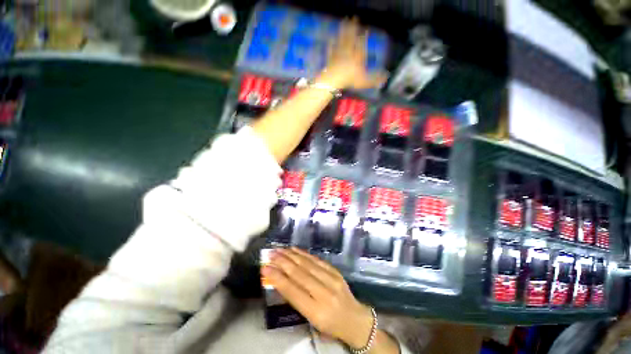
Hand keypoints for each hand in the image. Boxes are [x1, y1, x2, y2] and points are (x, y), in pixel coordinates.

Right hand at [262, 248, 373, 348]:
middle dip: (282, 262)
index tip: (265, 268)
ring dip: (291, 255)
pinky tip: (295, 249)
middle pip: (299, 274)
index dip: (277, 278)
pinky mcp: (335, 271)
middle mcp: (324, 293)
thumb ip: (297, 300)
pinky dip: (304, 254)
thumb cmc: (330, 325)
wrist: (355, 319)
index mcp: (316, 311)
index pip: (293, 291)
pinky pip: (317, 260)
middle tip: (270, 254)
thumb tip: (281, 280)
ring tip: (279, 249)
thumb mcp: (311, 319)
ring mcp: (332, 279)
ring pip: (307, 264)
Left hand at [318, 18, 387, 90]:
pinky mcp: (331, 57)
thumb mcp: (365, 81)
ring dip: (343, 30)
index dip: (364, 36)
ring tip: (344, 22)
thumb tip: (386, 76)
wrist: (334, 78)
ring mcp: (339, 52)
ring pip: (342, 38)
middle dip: (353, 27)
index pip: (362, 43)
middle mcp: (349, 50)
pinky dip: (332, 43)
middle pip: (351, 36)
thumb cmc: (350, 79)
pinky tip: (331, 39)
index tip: (366, 30)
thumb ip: (375, 79)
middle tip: (354, 18)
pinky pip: (331, 48)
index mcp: (358, 55)